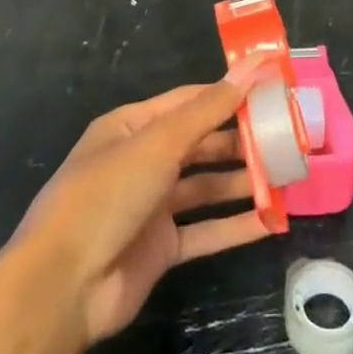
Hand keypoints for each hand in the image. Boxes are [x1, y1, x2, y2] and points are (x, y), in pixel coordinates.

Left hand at [15, 69, 270, 344]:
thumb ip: (209, 109)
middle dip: (241, 139)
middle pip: (200, 143)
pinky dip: (236, 225)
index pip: (189, 101)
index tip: (272, 89)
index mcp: (132, 126)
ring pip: (206, 186)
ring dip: (243, 181)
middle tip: (289, 135)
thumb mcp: (159, 143)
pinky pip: (206, 230)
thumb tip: (251, 67)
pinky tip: (272, 220)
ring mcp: (151, 206)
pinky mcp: (161, 248)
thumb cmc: (108, 195)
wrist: (64, 286)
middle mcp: (142, 161)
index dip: (229, 94)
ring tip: (288, 175)